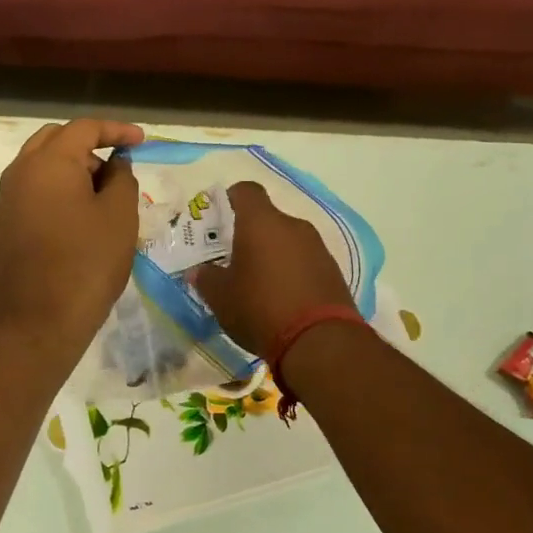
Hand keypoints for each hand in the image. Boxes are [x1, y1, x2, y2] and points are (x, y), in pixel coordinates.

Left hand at [0, 119, 144, 359]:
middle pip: (56, 140)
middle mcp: (20, 173)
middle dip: (90, 146)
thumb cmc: (87, 263)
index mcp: (48, 162)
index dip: (116, 130)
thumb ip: (122, 178)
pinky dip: (58, 190)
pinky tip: (81, 217)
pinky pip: (34, 191)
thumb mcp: (120, 216)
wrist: (39, 321)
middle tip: (118, 169)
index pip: (84, 128)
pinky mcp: (6, 225)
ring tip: (104, 196)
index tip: (141, 141)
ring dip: (73, 169)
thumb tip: (115, 164)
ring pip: (42, 166)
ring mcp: (8, 200)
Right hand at [190, 182, 353, 357]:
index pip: (246, 191)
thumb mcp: (221, 297)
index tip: (219, 219)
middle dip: (250, 235)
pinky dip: (293, 272)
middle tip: (234, 259)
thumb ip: (206, 278)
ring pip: (288, 240)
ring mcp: (318, 247)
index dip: (230, 199)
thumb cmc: (260, 308)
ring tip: (259, 284)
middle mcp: (293, 226)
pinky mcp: (333, 270)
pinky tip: (283, 299)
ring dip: (273, 254)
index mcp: (261, 222)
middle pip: (268, 218)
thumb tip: (199, 271)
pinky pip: (305, 261)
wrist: (320, 341)